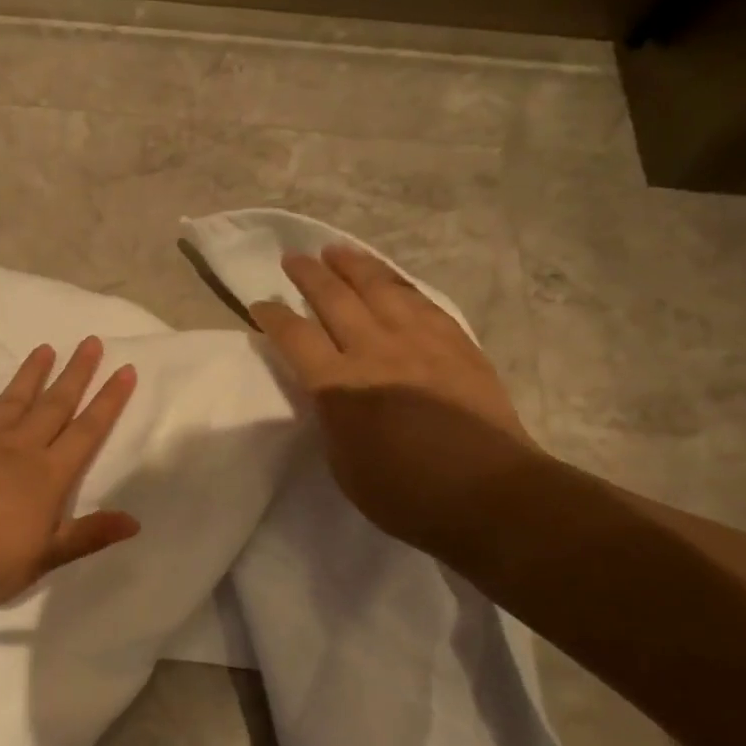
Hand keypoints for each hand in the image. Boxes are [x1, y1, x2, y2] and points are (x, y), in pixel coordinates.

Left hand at [0, 336, 139, 606]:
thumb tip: (135, 521)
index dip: (109, 401)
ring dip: (30, 374)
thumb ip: (89, 536)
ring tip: (45, 348)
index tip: (125, 369)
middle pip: (54, 405)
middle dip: (76, 373)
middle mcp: (18, 448)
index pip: (87, 431)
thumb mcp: (46, 558)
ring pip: (12, 400)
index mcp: (48, 475)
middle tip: (90, 341)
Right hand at [250, 245, 543, 553]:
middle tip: (293, 258)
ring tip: (337, 250)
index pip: (296, 337)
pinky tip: (390, 279)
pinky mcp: (456, 343)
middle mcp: (376, 351)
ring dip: (354, 265)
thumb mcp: (343, 464)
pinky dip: (398, 284)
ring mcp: (420, 342)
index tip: (259, 305)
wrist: (487, 493)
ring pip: (380, 288)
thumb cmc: (404, 494)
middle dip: (309, 276)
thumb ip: (331, 418)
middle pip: (335, 299)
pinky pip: (421, 301)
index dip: (273, 317)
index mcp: (340, 386)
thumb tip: (328, 392)